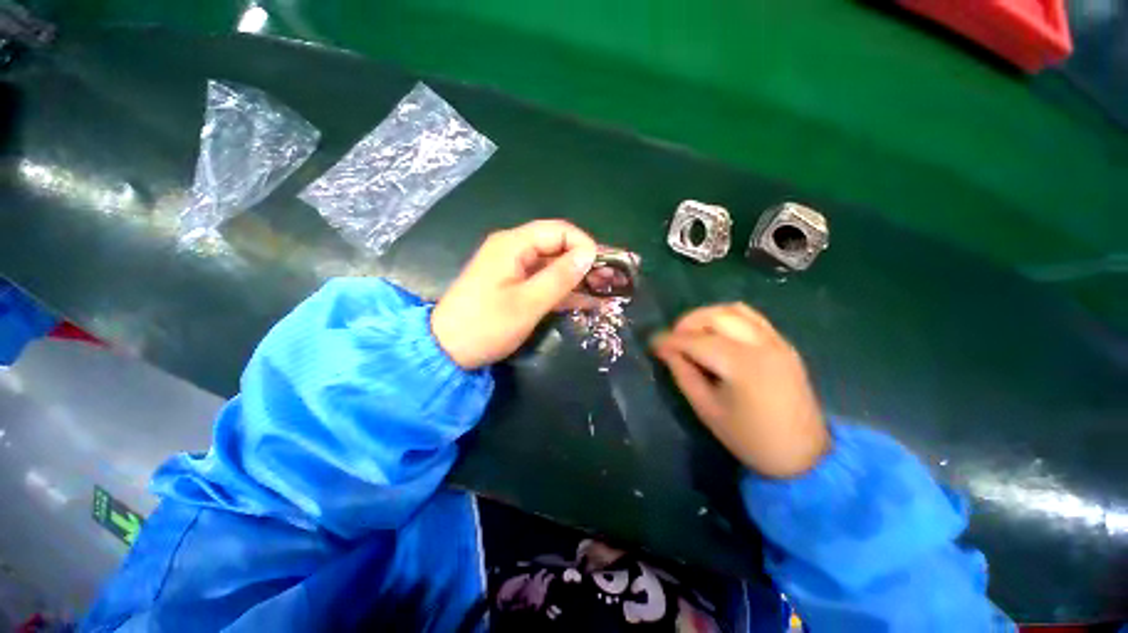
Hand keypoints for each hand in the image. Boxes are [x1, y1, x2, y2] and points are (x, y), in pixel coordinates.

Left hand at [432, 220, 597, 368]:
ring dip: (579, 278)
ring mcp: (514, 268)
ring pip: (554, 265)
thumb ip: (559, 277)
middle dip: (586, 262)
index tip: (603, 268)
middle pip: (558, 247)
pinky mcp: (515, 286)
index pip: (559, 231)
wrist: (447, 350)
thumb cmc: (486, 325)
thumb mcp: (527, 303)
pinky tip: (588, 301)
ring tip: (607, 291)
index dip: (584, 245)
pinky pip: (545, 281)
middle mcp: (514, 249)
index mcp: (513, 244)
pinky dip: (565, 290)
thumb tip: (589, 254)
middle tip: (613, 280)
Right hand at [651, 303, 829, 477]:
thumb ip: (684, 374)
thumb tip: (665, 351)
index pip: (696, 341)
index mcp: (741, 365)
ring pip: (735, 310)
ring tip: (693, 334)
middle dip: (687, 322)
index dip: (670, 340)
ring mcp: (776, 341)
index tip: (653, 343)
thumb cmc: (749, 438)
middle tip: (673, 339)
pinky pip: (752, 318)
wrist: (803, 455)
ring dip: (707, 316)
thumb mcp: (707, 409)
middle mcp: (761, 345)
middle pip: (717, 315)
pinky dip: (729, 318)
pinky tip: (717, 335)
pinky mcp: (783, 344)